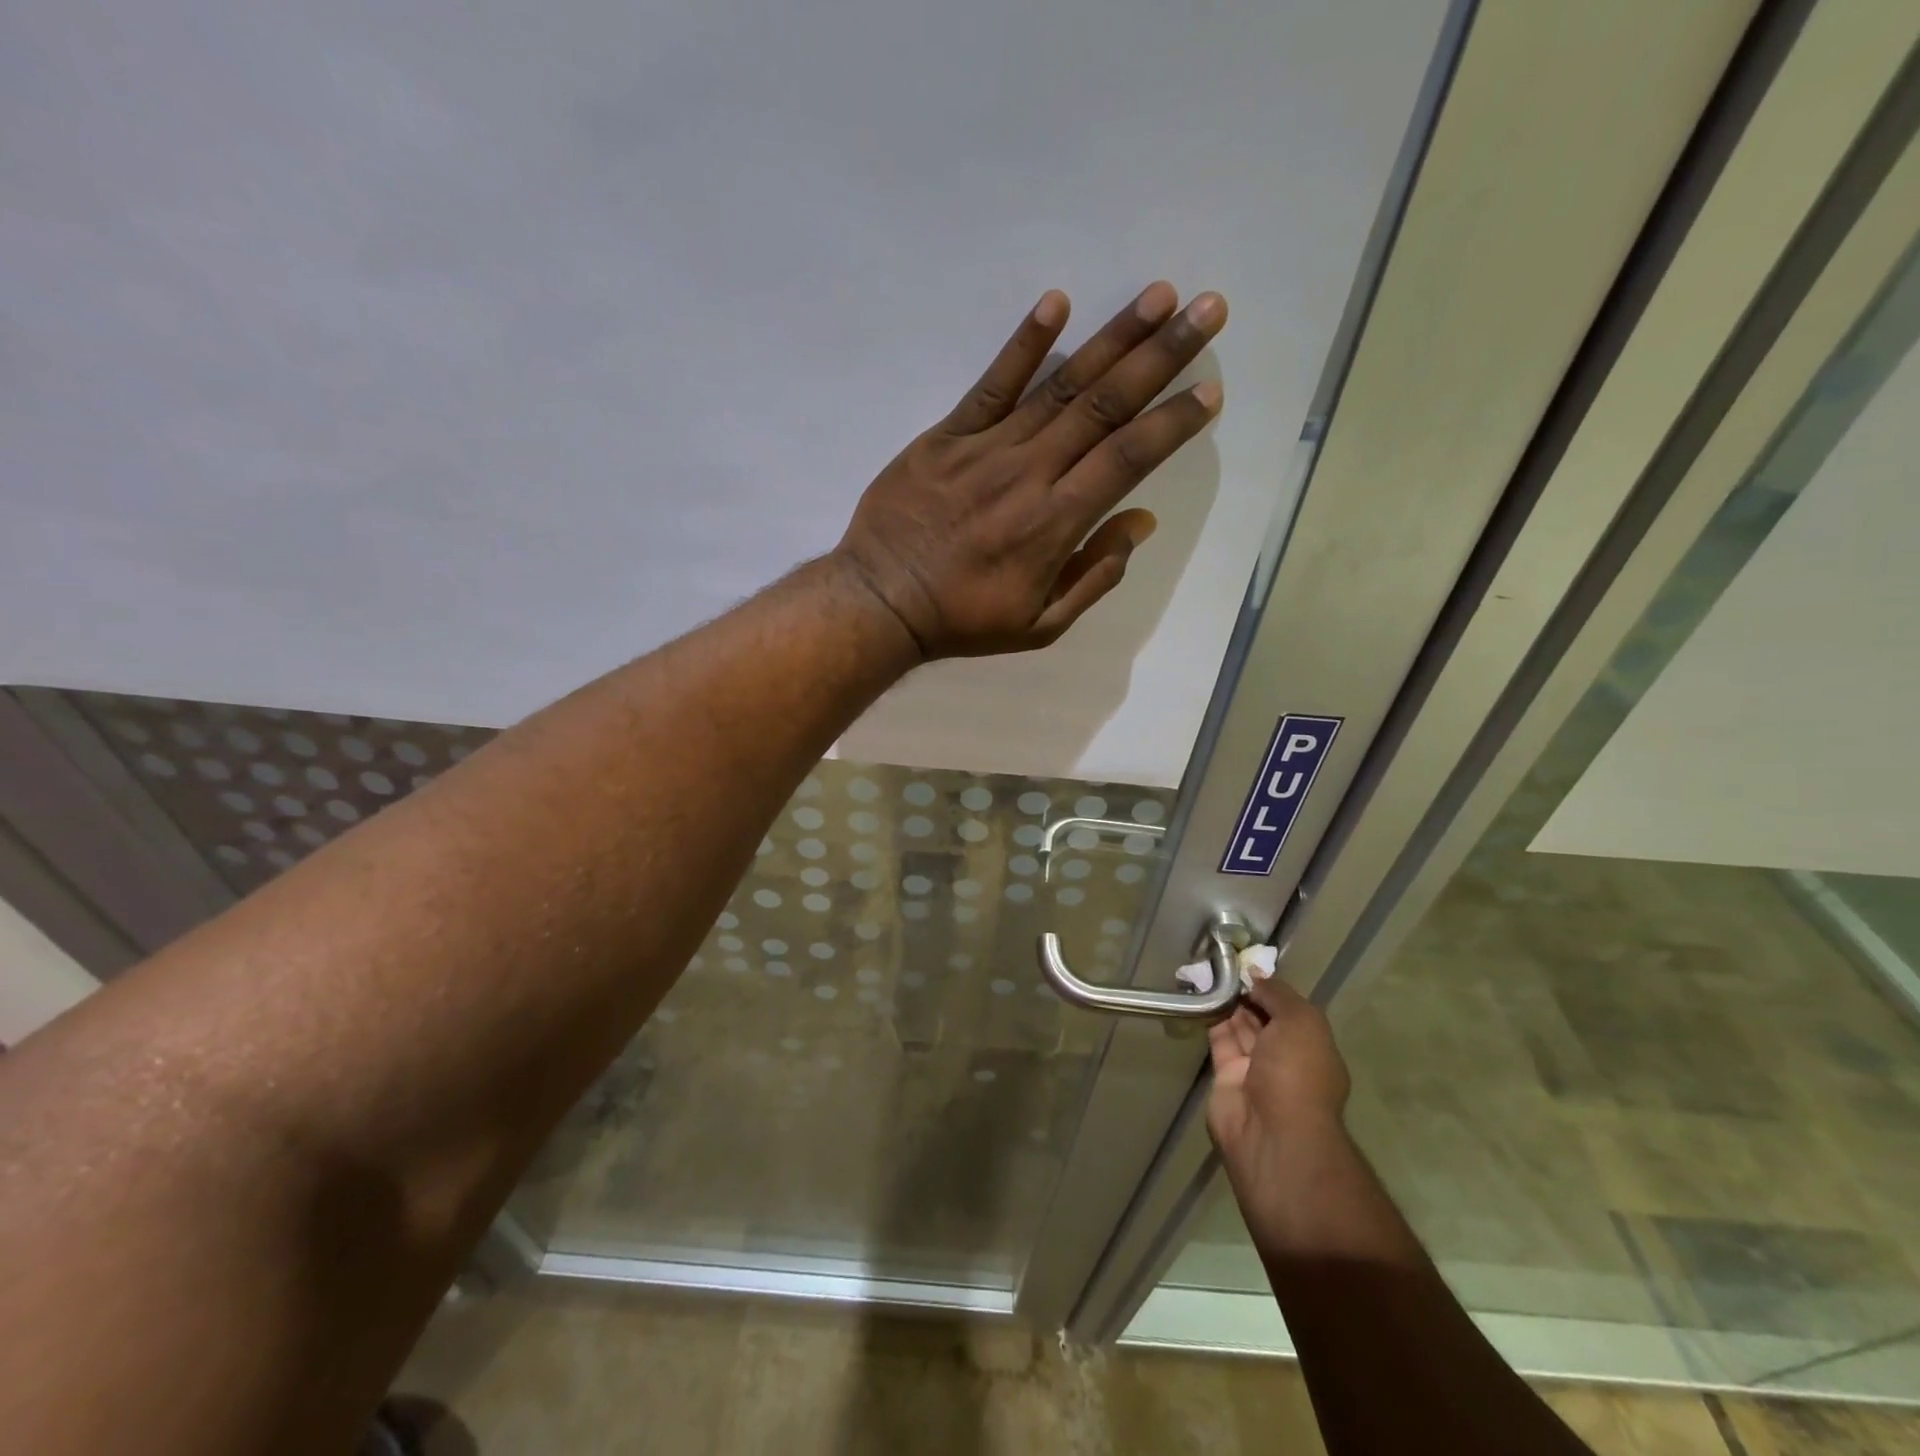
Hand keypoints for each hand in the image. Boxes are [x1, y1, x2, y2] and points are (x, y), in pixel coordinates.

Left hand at [833, 282, 1226, 658]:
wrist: (882, 601)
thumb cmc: (963, 620)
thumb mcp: (1039, 625)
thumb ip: (1094, 577)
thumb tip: (1139, 522)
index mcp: (1055, 523)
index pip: (1127, 459)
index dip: (1171, 422)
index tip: (1210, 390)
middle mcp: (1029, 474)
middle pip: (1104, 406)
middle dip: (1161, 356)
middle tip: (1206, 309)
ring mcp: (986, 448)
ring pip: (1059, 386)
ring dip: (1112, 338)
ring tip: (1157, 296)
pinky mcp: (946, 436)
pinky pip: (990, 384)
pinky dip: (1023, 344)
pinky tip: (1056, 304)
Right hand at [1207, 978, 1351, 1191]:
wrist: (1272, 1132)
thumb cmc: (1298, 1073)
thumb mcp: (1301, 1022)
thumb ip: (1278, 994)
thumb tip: (1256, 974)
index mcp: (1312, 1047)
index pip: (1290, 1011)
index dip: (1271, 988)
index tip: (1248, 966)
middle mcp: (1285, 1058)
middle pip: (1264, 1018)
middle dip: (1247, 993)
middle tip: (1223, 964)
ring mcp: (1255, 1069)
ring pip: (1240, 1027)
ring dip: (1227, 1002)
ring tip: (1208, 971)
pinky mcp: (1226, 1076)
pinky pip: (1219, 1040)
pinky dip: (1210, 1018)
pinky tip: (1200, 994)